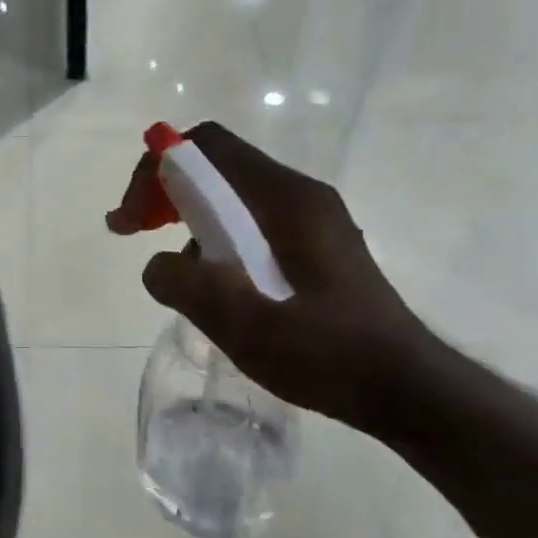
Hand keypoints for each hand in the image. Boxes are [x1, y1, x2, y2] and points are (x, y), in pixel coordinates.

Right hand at [106, 123, 435, 433]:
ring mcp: (310, 221)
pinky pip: (249, 225)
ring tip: (176, 274)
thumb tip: (158, 266)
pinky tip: (215, 289)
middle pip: (216, 167)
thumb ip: (186, 285)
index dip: (157, 168)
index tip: (130, 220)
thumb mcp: (245, 324)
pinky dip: (216, 241)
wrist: (407, 391)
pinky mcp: (314, 248)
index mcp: (286, 199)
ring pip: (231, 198)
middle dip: (165, 193)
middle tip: (133, 233)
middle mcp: (299, 196)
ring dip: (189, 221)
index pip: (208, 146)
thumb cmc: (329, 354)